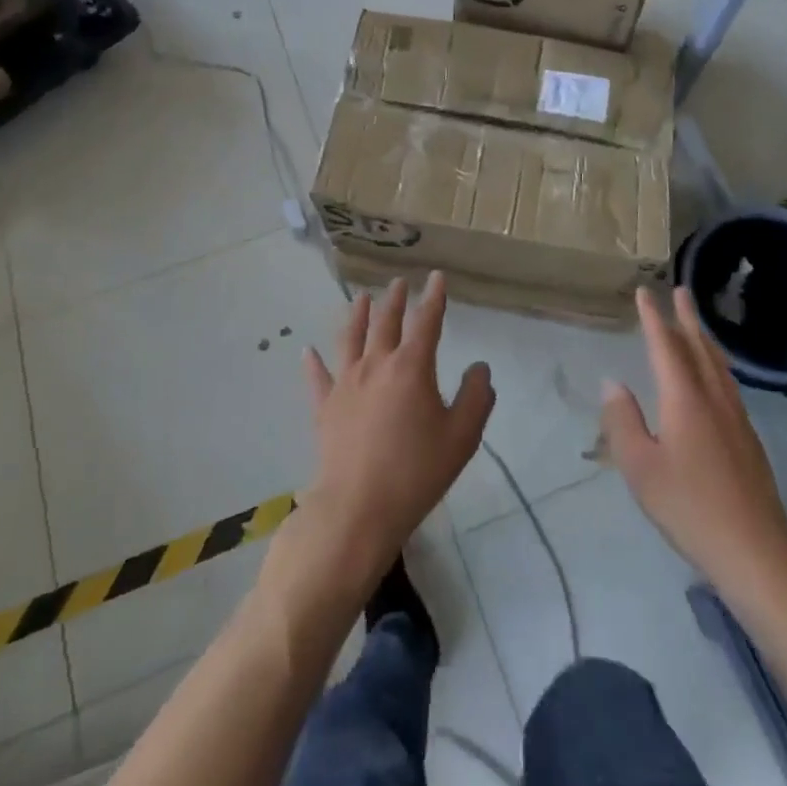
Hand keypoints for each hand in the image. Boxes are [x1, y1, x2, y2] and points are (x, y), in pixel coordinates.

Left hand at [299, 273, 494, 585]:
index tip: (436, 277)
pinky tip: (307, 350)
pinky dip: (312, 363)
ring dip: (358, 315)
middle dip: (395, 300)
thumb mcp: (461, 437)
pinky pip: (317, 378)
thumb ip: (475, 397)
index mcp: (411, 368)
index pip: (426, 322)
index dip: (434, 298)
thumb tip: (479, 367)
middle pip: (386, 323)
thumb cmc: (416, 472)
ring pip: (351, 339)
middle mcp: (376, 365)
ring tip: (362, 298)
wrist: (357, 508)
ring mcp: (346, 384)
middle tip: (398, 283)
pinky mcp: (325, 407)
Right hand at [602, 287, 786, 596]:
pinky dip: (716, 364)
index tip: (645, 292)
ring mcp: (736, 419)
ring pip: (718, 366)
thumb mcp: (640, 468)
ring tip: (696, 323)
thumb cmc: (689, 508)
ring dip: (704, 338)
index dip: (654, 318)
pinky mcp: (749, 439)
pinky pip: (728, 384)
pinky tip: (715, 375)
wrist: (754, 551)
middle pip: (699, 348)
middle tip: (680, 290)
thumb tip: (613, 384)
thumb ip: (623, 422)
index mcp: (685, 401)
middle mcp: (714, 400)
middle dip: (687, 318)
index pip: (666, 348)